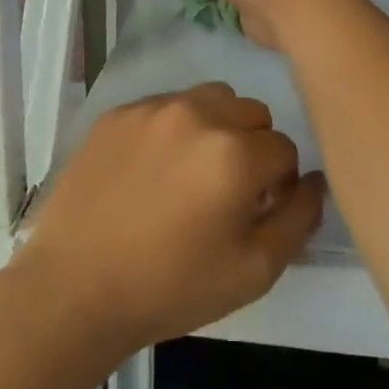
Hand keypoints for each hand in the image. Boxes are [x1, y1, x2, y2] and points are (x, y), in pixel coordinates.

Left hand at [15, 83, 326, 353]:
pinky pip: (167, 105)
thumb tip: (314, 180)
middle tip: (226, 191)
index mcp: (236, 153)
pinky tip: (152, 170)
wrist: (74, 289)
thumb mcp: (255, 271)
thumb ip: (299, 219)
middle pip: (252, 114)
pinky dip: (174, 128)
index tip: (256, 211)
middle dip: (252, 148)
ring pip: (211, 99)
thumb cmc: (171, 287)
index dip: (278, 184)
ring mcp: (153, 108)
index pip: (285, 150)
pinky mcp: (118, 112)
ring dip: (217, 127)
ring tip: (191, 172)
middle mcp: (198, 114)